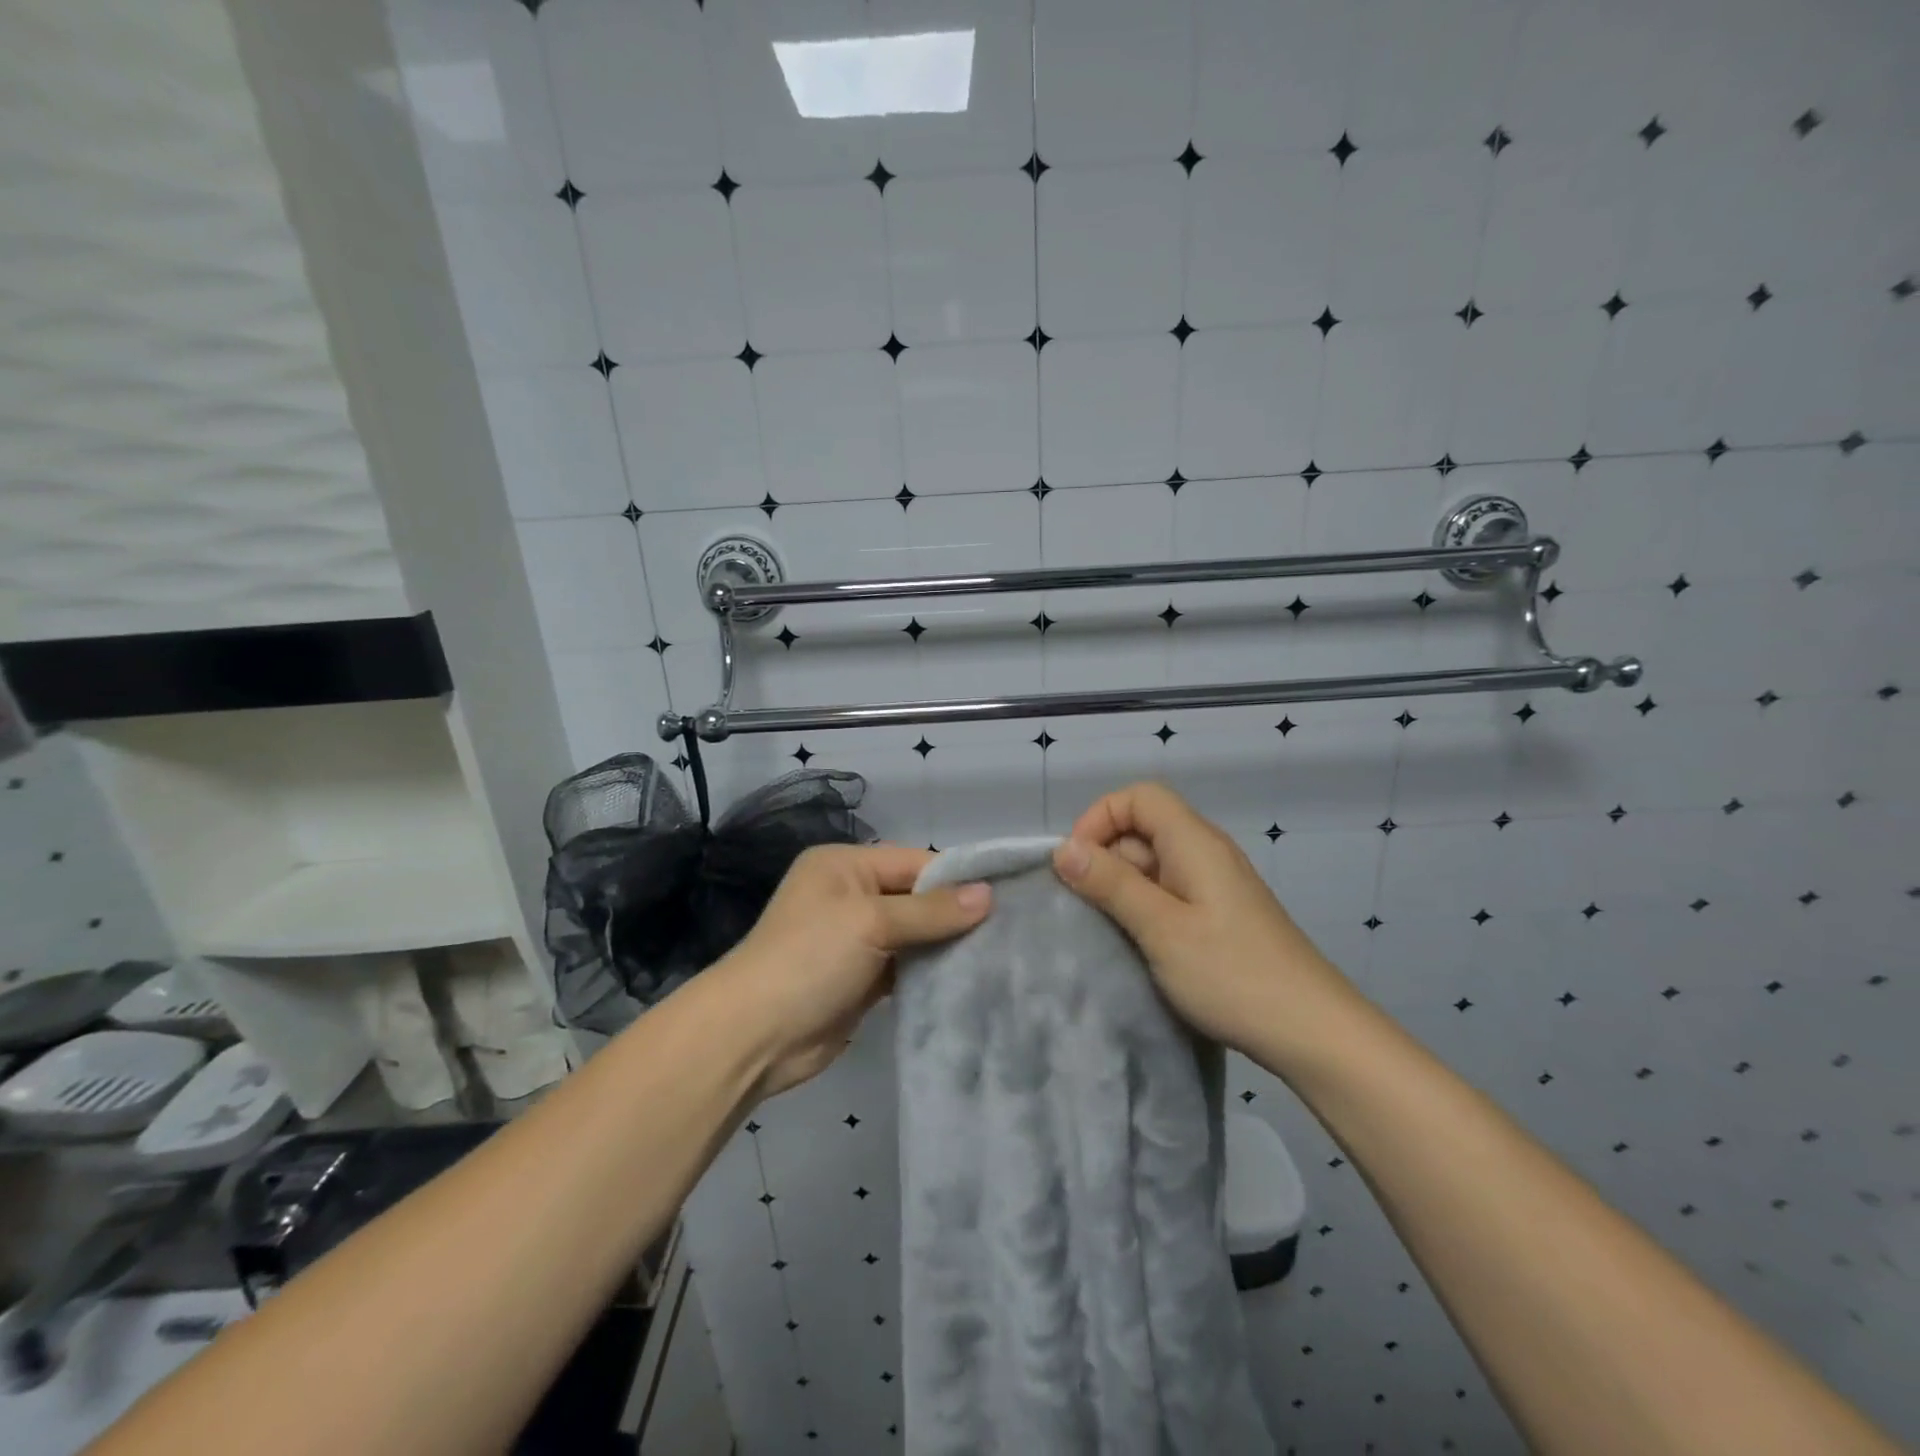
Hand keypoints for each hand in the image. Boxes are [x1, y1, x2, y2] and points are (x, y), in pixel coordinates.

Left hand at [711, 843, 989, 1098]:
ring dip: (946, 945)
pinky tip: (968, 978)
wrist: (754, 1036)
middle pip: (916, 898)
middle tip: (1010, 928)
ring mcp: (855, 939)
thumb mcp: (871, 923)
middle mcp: (851, 895)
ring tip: (999, 953)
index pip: (915, 862)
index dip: (958, 878)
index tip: (1007, 895)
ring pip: (914, 934)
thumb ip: (930, 911)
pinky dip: (930, 972)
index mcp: (845, 865)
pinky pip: (906, 966)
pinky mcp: (861, 979)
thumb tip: (987, 895)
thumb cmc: (810, 959)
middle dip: (956, 913)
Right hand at [1052, 782, 1351, 1057]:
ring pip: (1154, 863)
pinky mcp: (1221, 914)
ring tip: (1107, 929)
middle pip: (1144, 828)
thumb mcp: (1160, 928)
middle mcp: (1207, 852)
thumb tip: (1062, 848)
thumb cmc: (1231, 974)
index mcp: (1194, 842)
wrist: (1312, 1031)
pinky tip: (1138, 943)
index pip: (1139, 797)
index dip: (1100, 818)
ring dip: (1122, 886)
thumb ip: (1110, 884)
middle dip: (1106, 857)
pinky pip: (1171, 892)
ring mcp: (1217, 885)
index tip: (1077, 863)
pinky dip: (1145, 906)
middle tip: (1086, 906)